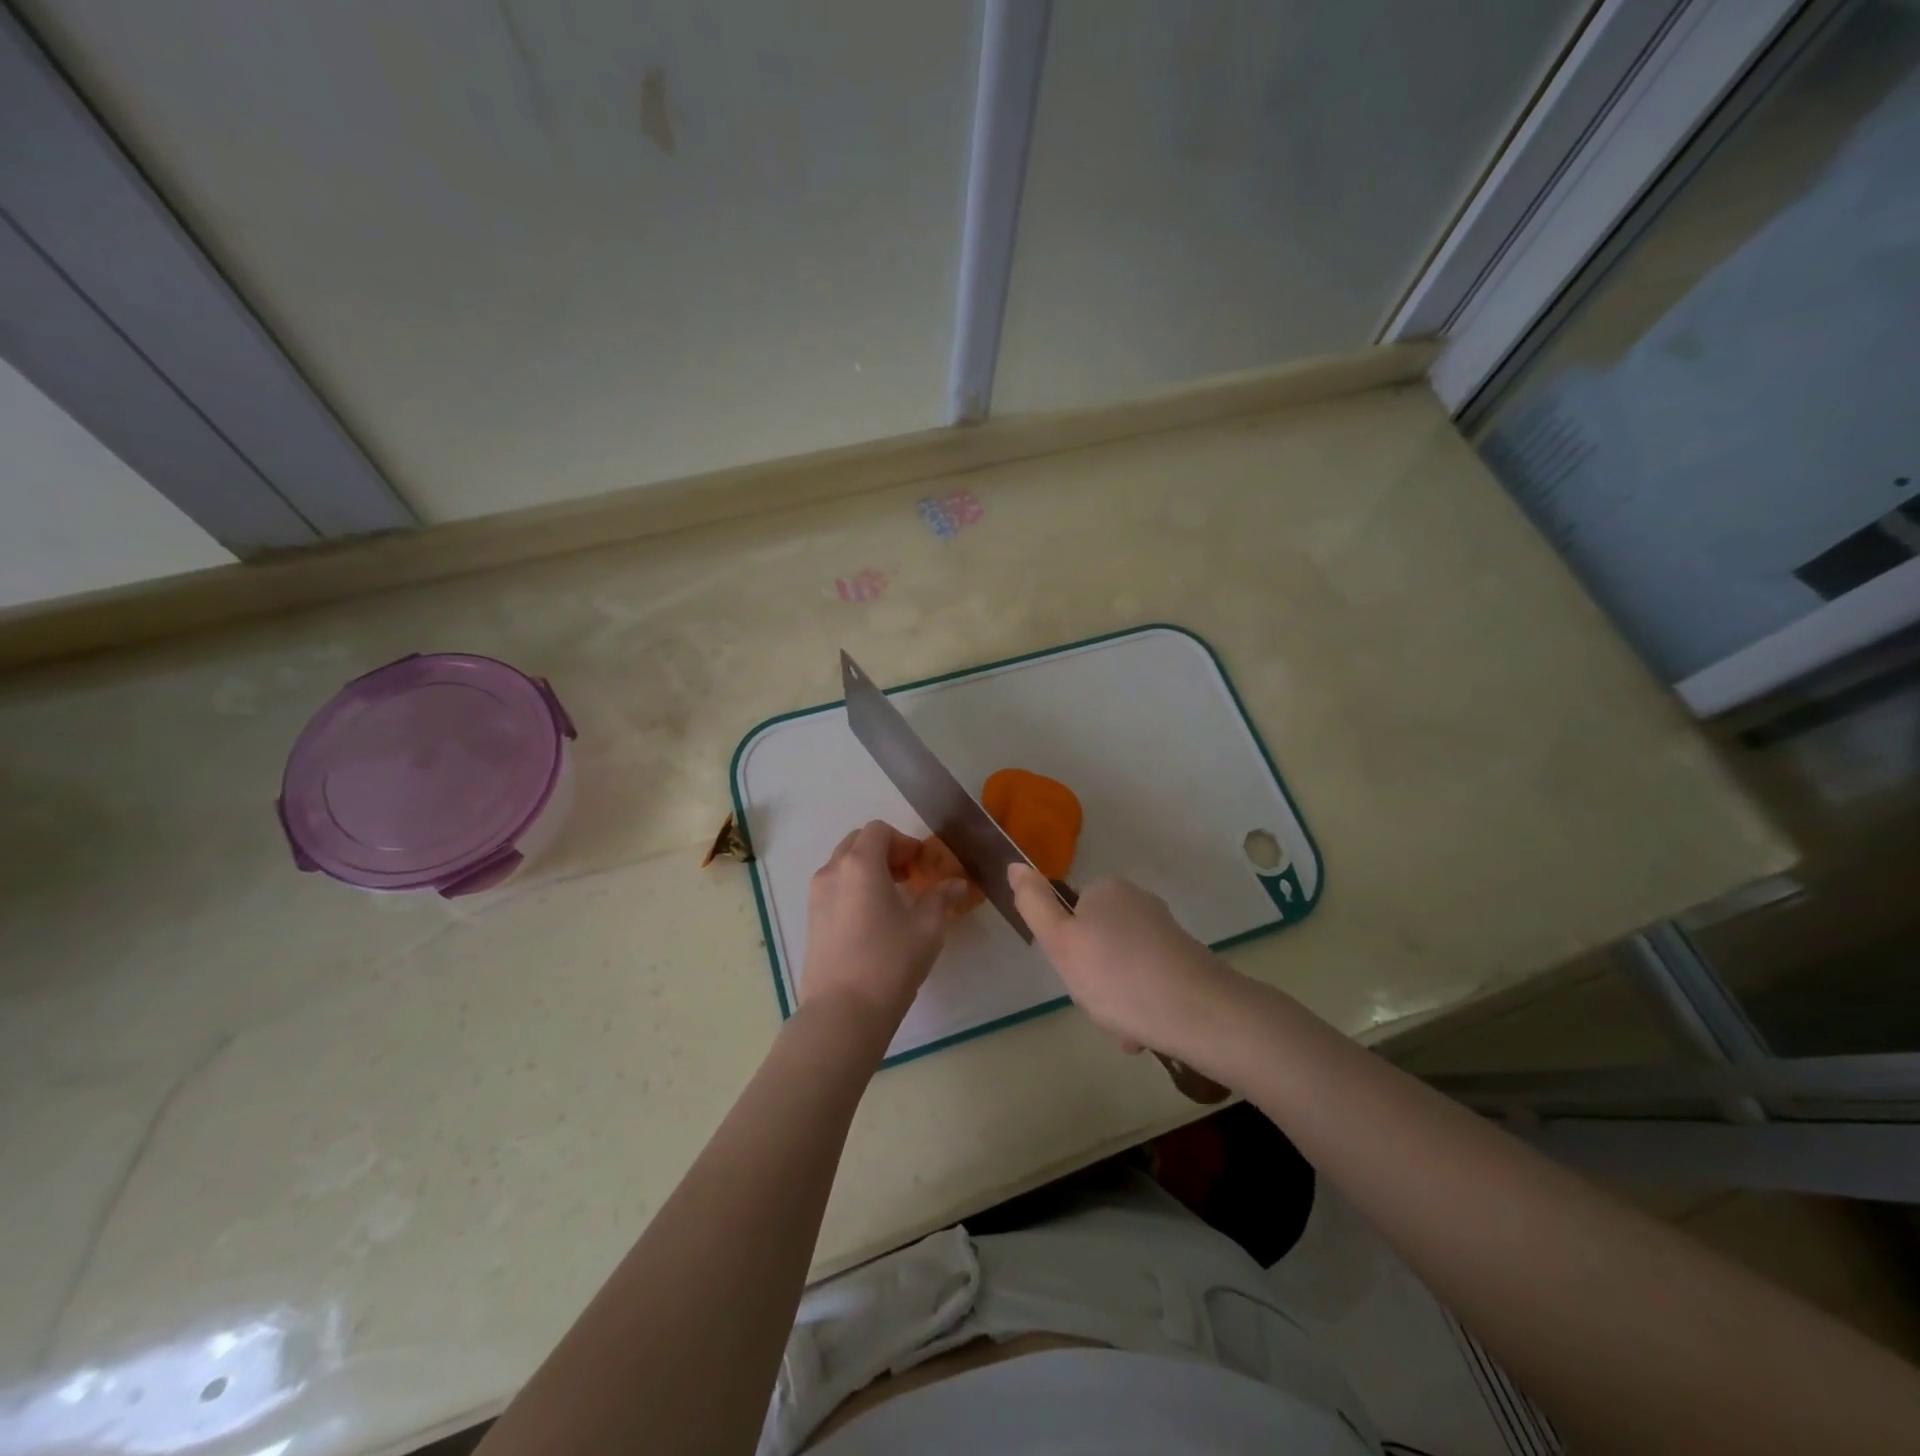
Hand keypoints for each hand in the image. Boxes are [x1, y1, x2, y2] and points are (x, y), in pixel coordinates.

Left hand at [801, 821, 965, 1034]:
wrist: (842, 1012)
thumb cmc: (889, 962)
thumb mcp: (927, 928)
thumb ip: (941, 898)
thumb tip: (956, 884)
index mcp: (860, 864)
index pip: (879, 830)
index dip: (904, 841)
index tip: (922, 865)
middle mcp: (832, 871)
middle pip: (857, 843)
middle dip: (884, 851)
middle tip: (908, 876)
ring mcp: (816, 896)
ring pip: (842, 865)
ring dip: (867, 869)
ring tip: (892, 899)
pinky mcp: (810, 920)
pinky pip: (833, 888)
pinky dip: (853, 888)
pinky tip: (872, 920)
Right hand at [1008, 864, 1240, 1063]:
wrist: (1200, 1013)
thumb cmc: (1118, 976)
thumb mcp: (1061, 942)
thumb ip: (1034, 905)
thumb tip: (1014, 865)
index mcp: (1107, 890)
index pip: (1069, 915)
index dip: (1065, 949)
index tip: (1074, 975)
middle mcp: (1138, 901)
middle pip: (1095, 942)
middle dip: (1092, 979)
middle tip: (1098, 1002)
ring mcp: (1165, 930)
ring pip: (1120, 968)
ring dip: (1115, 999)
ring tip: (1124, 1026)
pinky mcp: (1185, 959)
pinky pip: (1146, 982)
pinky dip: (1140, 1005)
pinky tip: (1143, 1031)